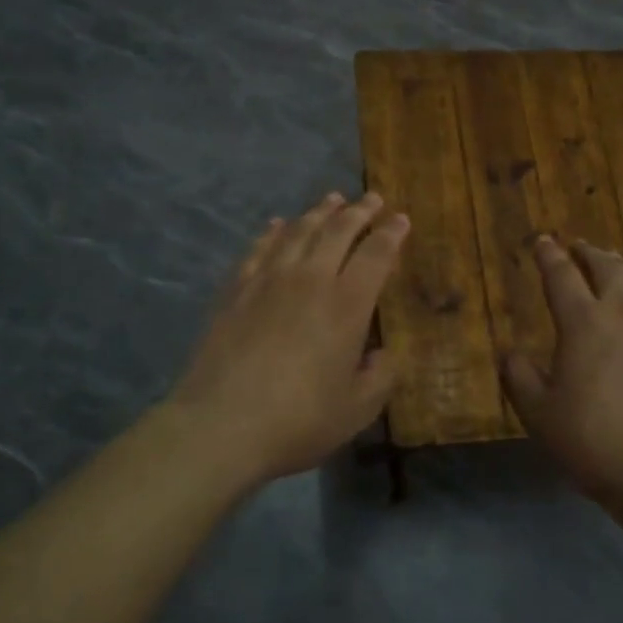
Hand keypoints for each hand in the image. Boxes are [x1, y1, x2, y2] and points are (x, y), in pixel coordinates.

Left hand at [165, 192, 409, 484]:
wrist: (222, 424)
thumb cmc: (299, 420)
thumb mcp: (357, 409)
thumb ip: (380, 376)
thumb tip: (384, 354)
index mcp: (347, 304)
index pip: (376, 254)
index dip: (391, 234)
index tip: (401, 220)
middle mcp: (311, 279)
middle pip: (338, 231)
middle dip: (360, 212)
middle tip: (372, 198)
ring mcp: (269, 280)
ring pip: (299, 231)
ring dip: (319, 212)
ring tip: (332, 200)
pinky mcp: (236, 289)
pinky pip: (260, 248)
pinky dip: (274, 231)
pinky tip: (278, 225)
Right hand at [502, 237, 622, 508]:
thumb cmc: (592, 438)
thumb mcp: (539, 412)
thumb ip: (519, 377)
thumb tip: (509, 353)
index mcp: (583, 322)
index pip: (562, 276)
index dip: (549, 256)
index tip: (542, 241)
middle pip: (607, 268)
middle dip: (589, 253)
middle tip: (578, 246)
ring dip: (621, 268)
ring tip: (613, 264)